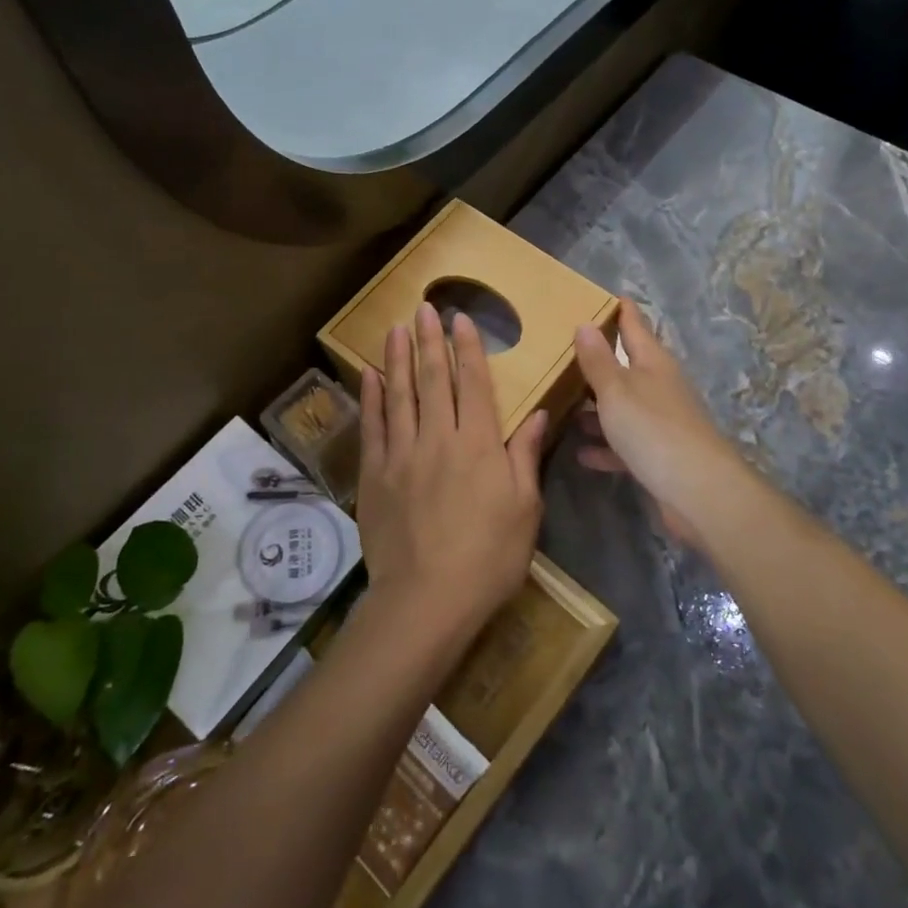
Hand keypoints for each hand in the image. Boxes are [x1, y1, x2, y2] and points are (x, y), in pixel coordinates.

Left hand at [357, 304, 545, 645]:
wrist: (427, 600)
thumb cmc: (488, 557)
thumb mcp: (524, 509)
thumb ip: (524, 456)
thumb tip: (537, 413)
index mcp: (478, 445)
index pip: (473, 384)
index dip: (467, 348)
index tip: (460, 319)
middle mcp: (439, 438)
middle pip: (434, 380)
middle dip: (429, 341)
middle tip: (423, 307)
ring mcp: (402, 454)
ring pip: (400, 395)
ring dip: (398, 358)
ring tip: (395, 328)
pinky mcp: (375, 475)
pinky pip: (373, 426)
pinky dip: (371, 398)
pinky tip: (370, 375)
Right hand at [573, 302, 774, 554]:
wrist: (698, 492)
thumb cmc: (653, 429)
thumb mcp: (616, 390)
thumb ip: (598, 360)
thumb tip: (585, 323)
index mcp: (652, 362)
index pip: (634, 323)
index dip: (618, 309)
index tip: (598, 295)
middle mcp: (659, 386)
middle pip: (626, 366)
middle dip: (597, 360)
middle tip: (561, 352)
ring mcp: (660, 421)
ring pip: (622, 406)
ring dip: (596, 407)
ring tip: (561, 405)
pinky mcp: (658, 455)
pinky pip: (624, 443)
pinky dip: (605, 446)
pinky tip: (582, 453)